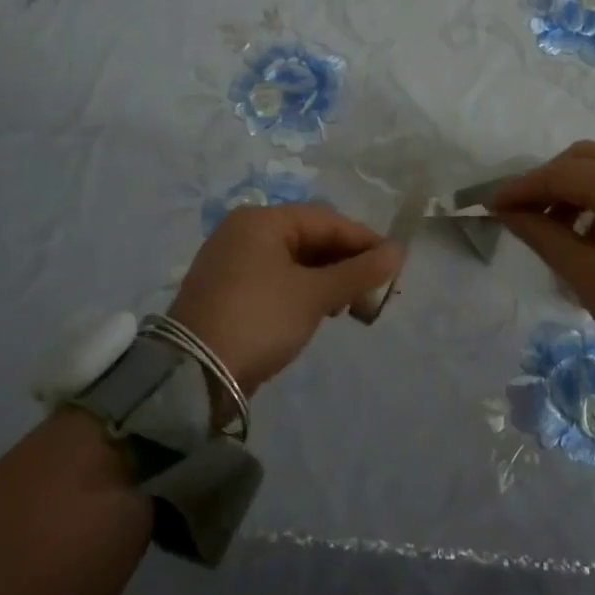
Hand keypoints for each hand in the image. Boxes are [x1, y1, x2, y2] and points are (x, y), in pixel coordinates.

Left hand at [168, 204, 401, 394]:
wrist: (194, 375)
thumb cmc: (259, 319)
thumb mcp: (314, 294)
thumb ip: (359, 271)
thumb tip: (400, 251)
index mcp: (262, 221)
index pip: (326, 220)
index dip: (364, 241)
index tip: (394, 265)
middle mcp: (244, 232)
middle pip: (310, 237)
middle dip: (345, 262)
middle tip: (372, 291)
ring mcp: (232, 261)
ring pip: (294, 259)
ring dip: (327, 278)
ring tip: (348, 305)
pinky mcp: (228, 290)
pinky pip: (277, 278)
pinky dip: (303, 289)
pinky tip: (320, 310)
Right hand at [492, 141, 594, 394]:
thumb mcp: (587, 276)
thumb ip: (542, 235)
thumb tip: (507, 213)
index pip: (563, 174)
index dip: (523, 187)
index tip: (492, 205)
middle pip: (586, 157)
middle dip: (549, 181)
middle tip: (523, 213)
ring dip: (576, 187)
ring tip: (555, 227)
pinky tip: (592, 230)